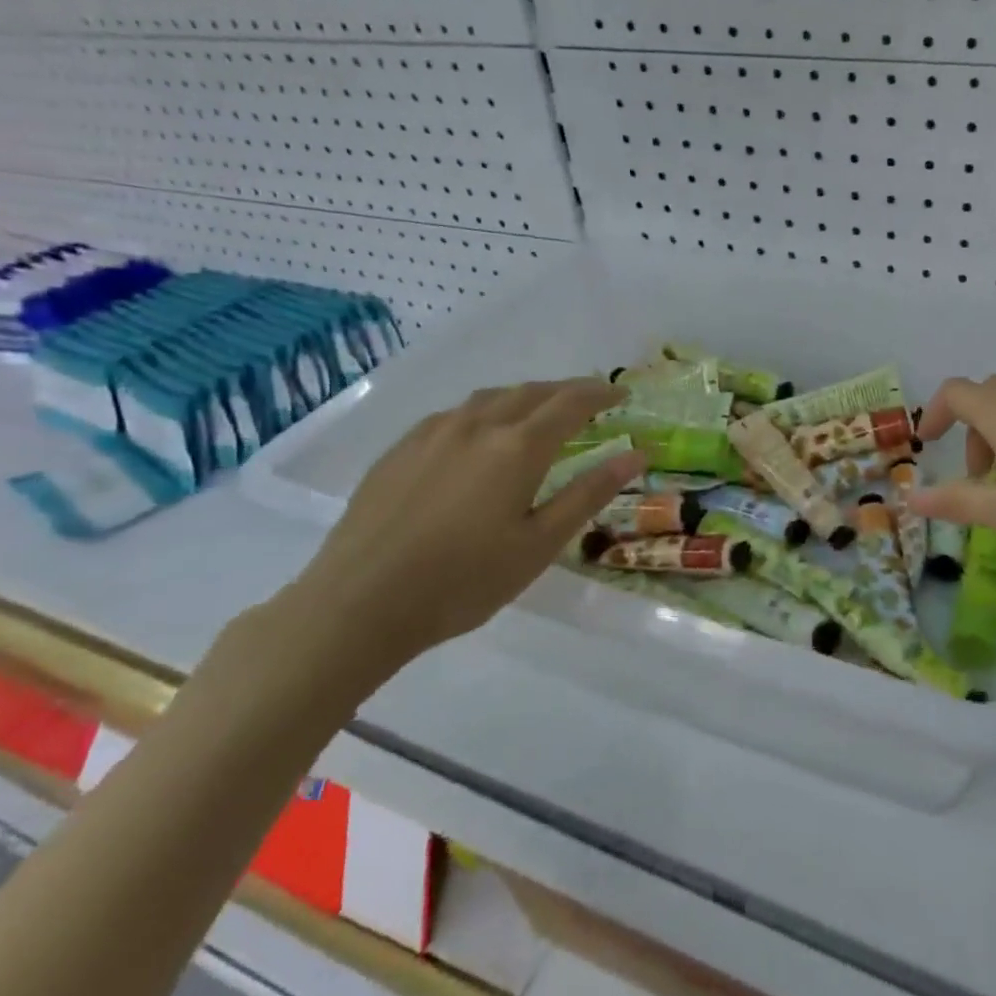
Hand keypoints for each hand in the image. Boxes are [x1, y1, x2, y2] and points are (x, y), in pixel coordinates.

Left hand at [268, 378, 643, 685]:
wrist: (359, 603)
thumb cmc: (465, 580)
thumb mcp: (540, 544)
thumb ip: (588, 493)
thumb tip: (636, 454)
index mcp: (517, 447)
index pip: (570, 404)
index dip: (600, 396)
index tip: (621, 396)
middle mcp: (477, 425)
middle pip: (531, 392)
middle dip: (566, 392)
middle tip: (590, 403)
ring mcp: (433, 433)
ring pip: (490, 398)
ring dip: (525, 397)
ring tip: (541, 412)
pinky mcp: (401, 449)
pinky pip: (455, 414)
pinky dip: (486, 411)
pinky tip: (481, 434)